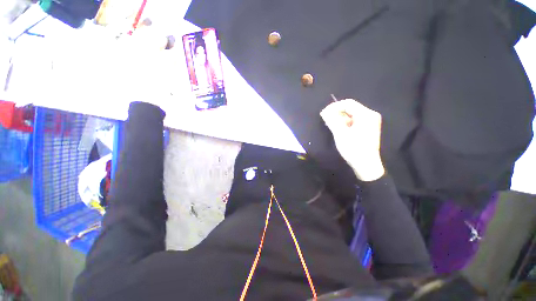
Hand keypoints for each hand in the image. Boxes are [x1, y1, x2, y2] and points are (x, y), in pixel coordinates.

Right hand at [320, 99, 384, 180]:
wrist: (366, 165)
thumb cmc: (353, 149)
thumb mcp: (340, 134)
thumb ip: (332, 121)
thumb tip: (324, 112)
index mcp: (366, 114)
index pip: (348, 103)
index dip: (334, 106)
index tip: (323, 112)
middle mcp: (370, 115)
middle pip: (351, 108)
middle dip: (336, 112)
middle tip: (325, 118)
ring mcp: (370, 122)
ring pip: (352, 115)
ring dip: (340, 117)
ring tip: (329, 123)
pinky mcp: (367, 128)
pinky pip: (354, 121)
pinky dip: (345, 122)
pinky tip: (337, 127)